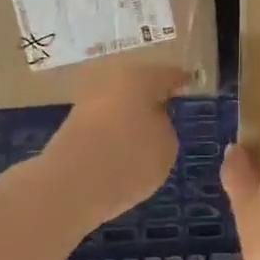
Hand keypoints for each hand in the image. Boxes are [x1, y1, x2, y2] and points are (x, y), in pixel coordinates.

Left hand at [36, 63, 186, 228]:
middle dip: (152, 96)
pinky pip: (104, 121)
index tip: (190, 84)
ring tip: (148, 133)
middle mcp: (111, 80)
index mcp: (140, 77)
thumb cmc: (129, 159)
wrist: (69, 185)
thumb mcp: (167, 146)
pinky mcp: (72, 124)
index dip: (181, 81)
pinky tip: (124, 146)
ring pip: (119, 102)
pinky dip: (116, 129)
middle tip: (170, 110)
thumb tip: (152, 120)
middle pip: (139, 84)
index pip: (168, 74)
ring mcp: (88, 100)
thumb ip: (165, 126)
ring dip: (132, 113)